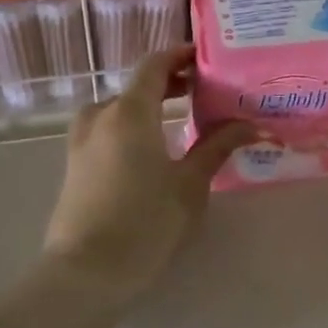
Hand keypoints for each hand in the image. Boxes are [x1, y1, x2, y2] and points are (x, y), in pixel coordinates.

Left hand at [42, 47, 255, 296]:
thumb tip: (253, 124)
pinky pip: (106, 129)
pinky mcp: (74, 165)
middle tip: (203, 91)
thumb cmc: (146, 222)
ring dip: (147, 106)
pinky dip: (130, 125)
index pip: (154, 66)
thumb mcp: (190, 184)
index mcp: (130, 112)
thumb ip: (218, 147)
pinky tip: (151, 148)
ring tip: (178, 119)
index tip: (205, 58)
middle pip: (136, 86)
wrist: (87, 272)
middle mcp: (101, 116)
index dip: (179, 55)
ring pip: (118, 109)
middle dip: (169, 83)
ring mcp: (81, 141)